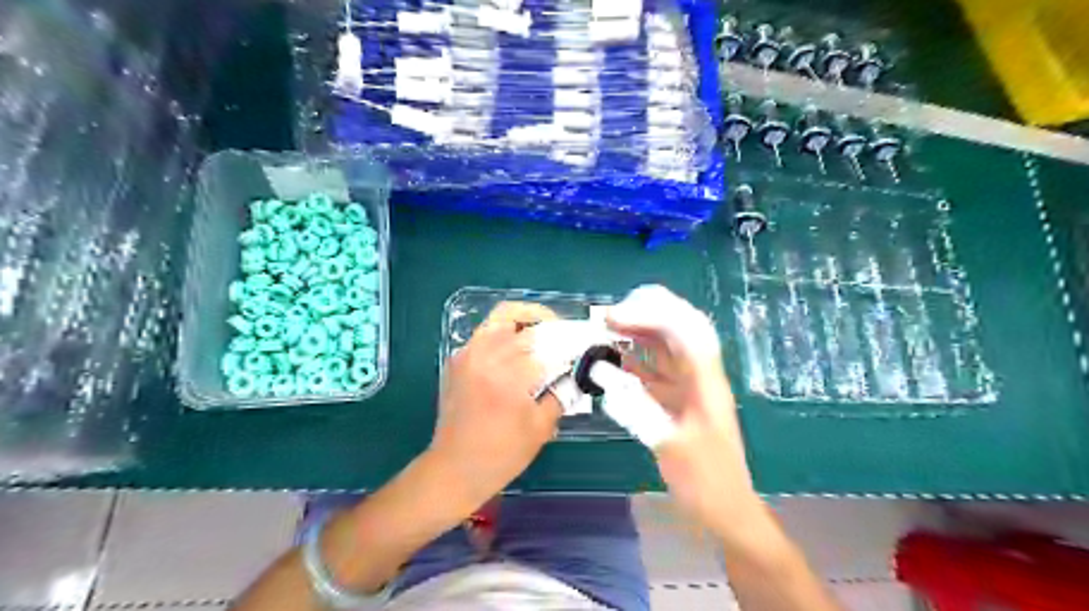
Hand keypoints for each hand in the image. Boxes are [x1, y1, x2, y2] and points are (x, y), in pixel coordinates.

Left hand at [425, 301, 561, 509]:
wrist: (454, 469)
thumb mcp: (541, 427)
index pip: (543, 341)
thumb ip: (561, 395)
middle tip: (562, 337)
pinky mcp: (457, 361)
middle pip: (519, 320)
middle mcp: (484, 356)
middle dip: (546, 324)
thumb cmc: (501, 454)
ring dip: (524, 320)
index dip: (565, 340)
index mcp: (507, 374)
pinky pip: (485, 333)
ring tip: (542, 334)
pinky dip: (505, 332)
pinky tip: (518, 350)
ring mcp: (467, 355)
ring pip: (498, 319)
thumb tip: (575, 374)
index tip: (579, 347)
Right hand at [604, 286, 763, 542]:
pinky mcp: (677, 401)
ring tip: (607, 329)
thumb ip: (640, 411)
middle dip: (646, 315)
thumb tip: (606, 378)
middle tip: (610, 315)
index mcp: (706, 383)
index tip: (619, 315)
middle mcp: (699, 377)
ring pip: (665, 349)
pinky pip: (654, 372)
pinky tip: (612, 361)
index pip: (687, 332)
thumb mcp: (673, 448)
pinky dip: (633, 362)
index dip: (655, 314)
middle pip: (679, 331)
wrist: (725, 510)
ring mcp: (689, 388)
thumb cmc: (706, 482)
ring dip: (638, 334)